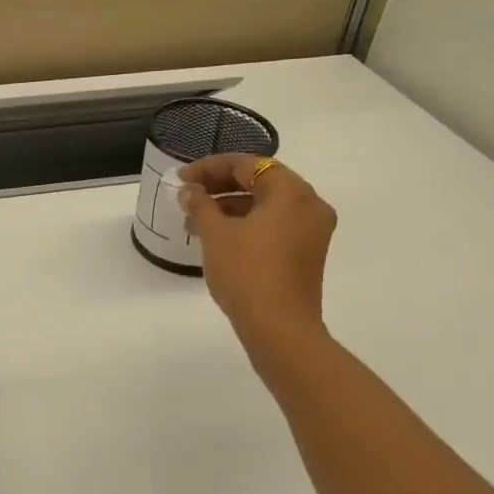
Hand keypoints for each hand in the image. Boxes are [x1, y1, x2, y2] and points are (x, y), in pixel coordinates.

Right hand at [179, 155, 336, 347]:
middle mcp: (309, 204)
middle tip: (187, 197)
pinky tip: (218, 237)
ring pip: (266, 205)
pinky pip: (274, 225)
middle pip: (260, 181)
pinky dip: (247, 224)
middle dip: (220, 187)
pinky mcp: (307, 253)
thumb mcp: (216, 234)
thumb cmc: (247, 273)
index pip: (247, 164)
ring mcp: (312, 231)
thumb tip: (190, 191)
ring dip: (230, 207)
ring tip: (195, 220)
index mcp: (291, 191)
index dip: (209, 168)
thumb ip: (200, 204)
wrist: (279, 329)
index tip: (181, 180)